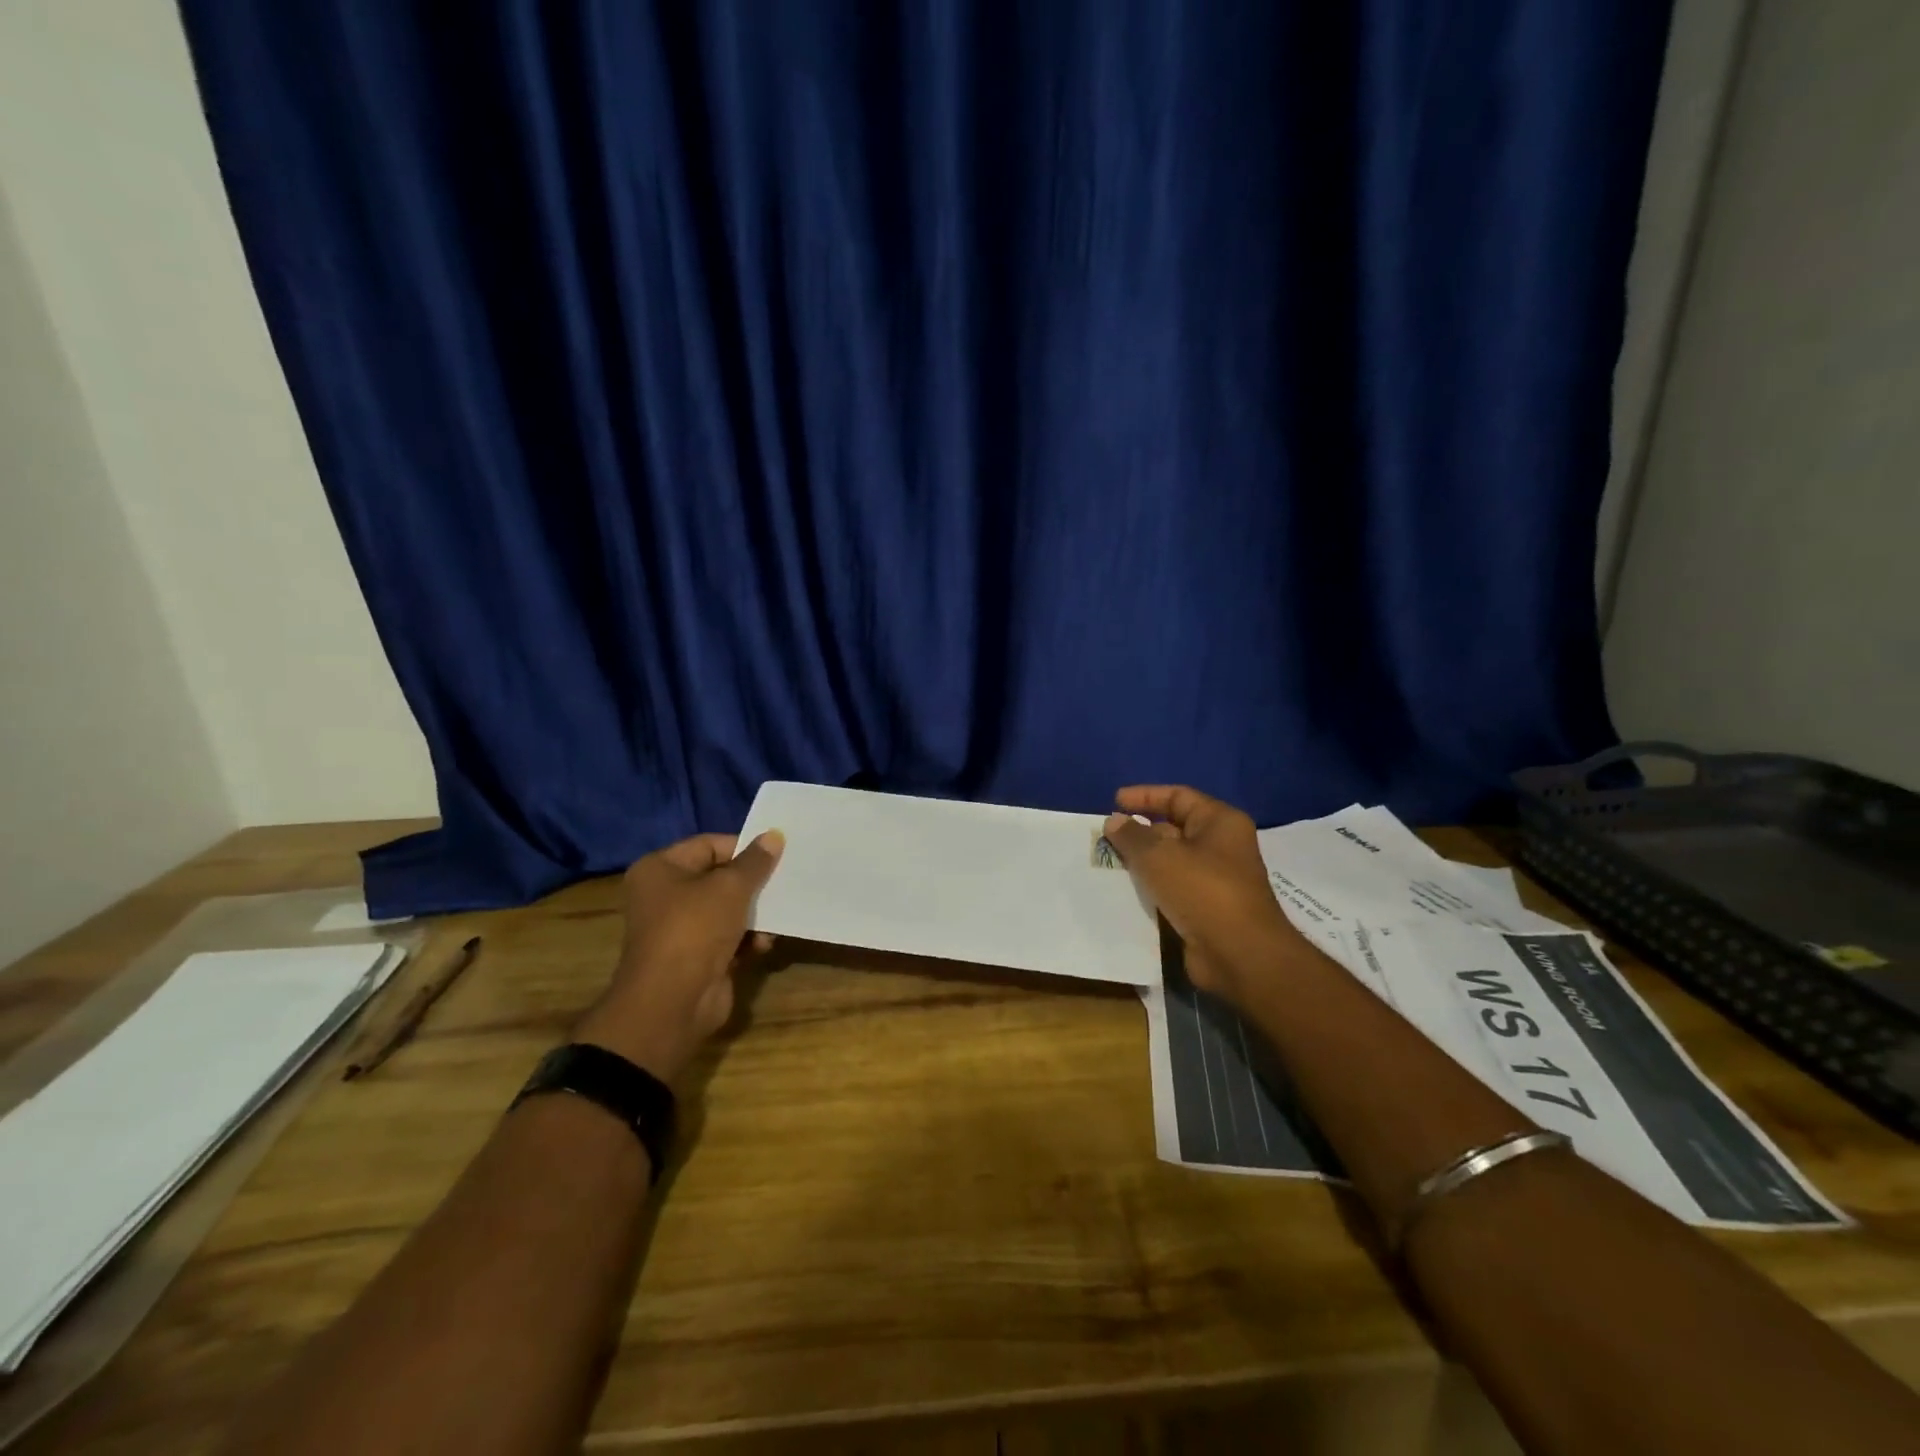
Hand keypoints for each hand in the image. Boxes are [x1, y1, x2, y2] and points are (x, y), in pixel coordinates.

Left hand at [573, 830, 783, 1084]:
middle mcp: (665, 895)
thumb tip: (773, 835)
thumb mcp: (730, 888)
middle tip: (785, 881)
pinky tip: (764, 944)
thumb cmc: (695, 929)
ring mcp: (680, 928)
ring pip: (728, 909)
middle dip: (753, 883)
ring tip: (778, 916)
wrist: (672, 1003)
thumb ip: (755, 861)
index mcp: (660, 869)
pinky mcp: (696, 957)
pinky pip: (729, 937)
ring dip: (755, 914)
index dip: (743, 848)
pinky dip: (748, 938)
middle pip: (720, 877)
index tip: (777, 853)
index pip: (709, 845)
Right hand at [1102, 785, 1302, 1000]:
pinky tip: (1121, 890)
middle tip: (1105, 836)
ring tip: (1106, 862)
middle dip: (1139, 831)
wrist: (1240, 955)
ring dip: (1141, 862)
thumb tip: (1114, 820)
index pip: (1179, 796)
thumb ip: (1132, 836)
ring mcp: (1215, 879)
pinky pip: (1172, 889)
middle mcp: (1221, 846)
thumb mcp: (1160, 856)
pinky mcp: (1205, 909)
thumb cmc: (1203, 891)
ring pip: (1170, 861)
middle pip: (1173, 828)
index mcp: (1220, 822)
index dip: (1145, 796)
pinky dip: (1149, 888)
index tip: (1114, 802)